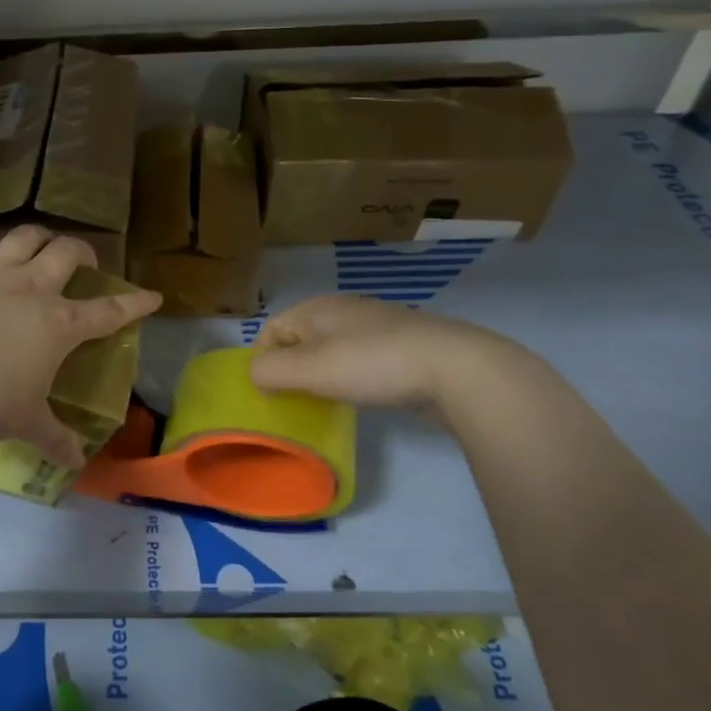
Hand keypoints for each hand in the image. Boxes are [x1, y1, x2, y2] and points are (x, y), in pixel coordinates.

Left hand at [0, 212, 161, 466]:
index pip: (109, 311)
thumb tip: (76, 463)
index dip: (134, 303)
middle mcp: (32, 289)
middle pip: (66, 254)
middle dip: (81, 252)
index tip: (152, 296)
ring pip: (25, 237)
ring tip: (43, 236)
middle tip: (82, 258)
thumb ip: (55, 438)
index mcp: (59, 324)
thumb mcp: (27, 422)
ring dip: (38, 233)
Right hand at [247, 295, 521, 411]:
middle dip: (291, 369)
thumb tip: (254, 375)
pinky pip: (360, 358)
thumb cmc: (372, 364)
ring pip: (330, 349)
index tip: (269, 395)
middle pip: (300, 339)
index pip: (270, 330)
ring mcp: (375, 324)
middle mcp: (342, 309)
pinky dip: (351, 376)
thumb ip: (270, 370)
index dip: (262, 362)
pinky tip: (362, 395)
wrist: (455, 368)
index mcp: (316, 308)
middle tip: (294, 402)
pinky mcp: (401, 344)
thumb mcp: (309, 369)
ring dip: (321, 375)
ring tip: (326, 402)